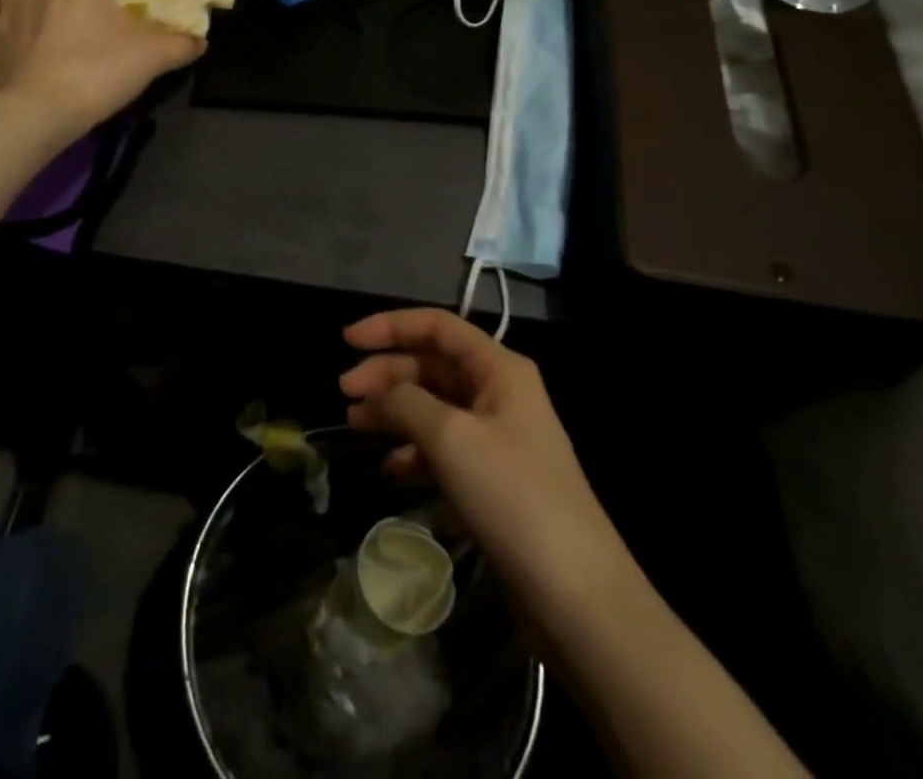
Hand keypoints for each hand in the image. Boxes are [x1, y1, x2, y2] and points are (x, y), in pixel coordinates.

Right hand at [340, 309, 632, 643]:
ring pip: (435, 407)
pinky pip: (445, 448)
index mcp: (499, 369)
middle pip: (432, 365)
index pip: (437, 326)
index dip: (390, 326)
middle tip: (344, 393)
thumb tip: (378, 392)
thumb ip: (406, 402)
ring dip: (395, 411)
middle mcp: (500, 393)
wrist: (578, 596)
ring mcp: (499, 438)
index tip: (346, 341)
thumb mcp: (451, 439)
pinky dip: (416, 452)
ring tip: (356, 427)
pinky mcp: (494, 480)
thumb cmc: (513, 498)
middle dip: (387, 373)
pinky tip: (393, 470)